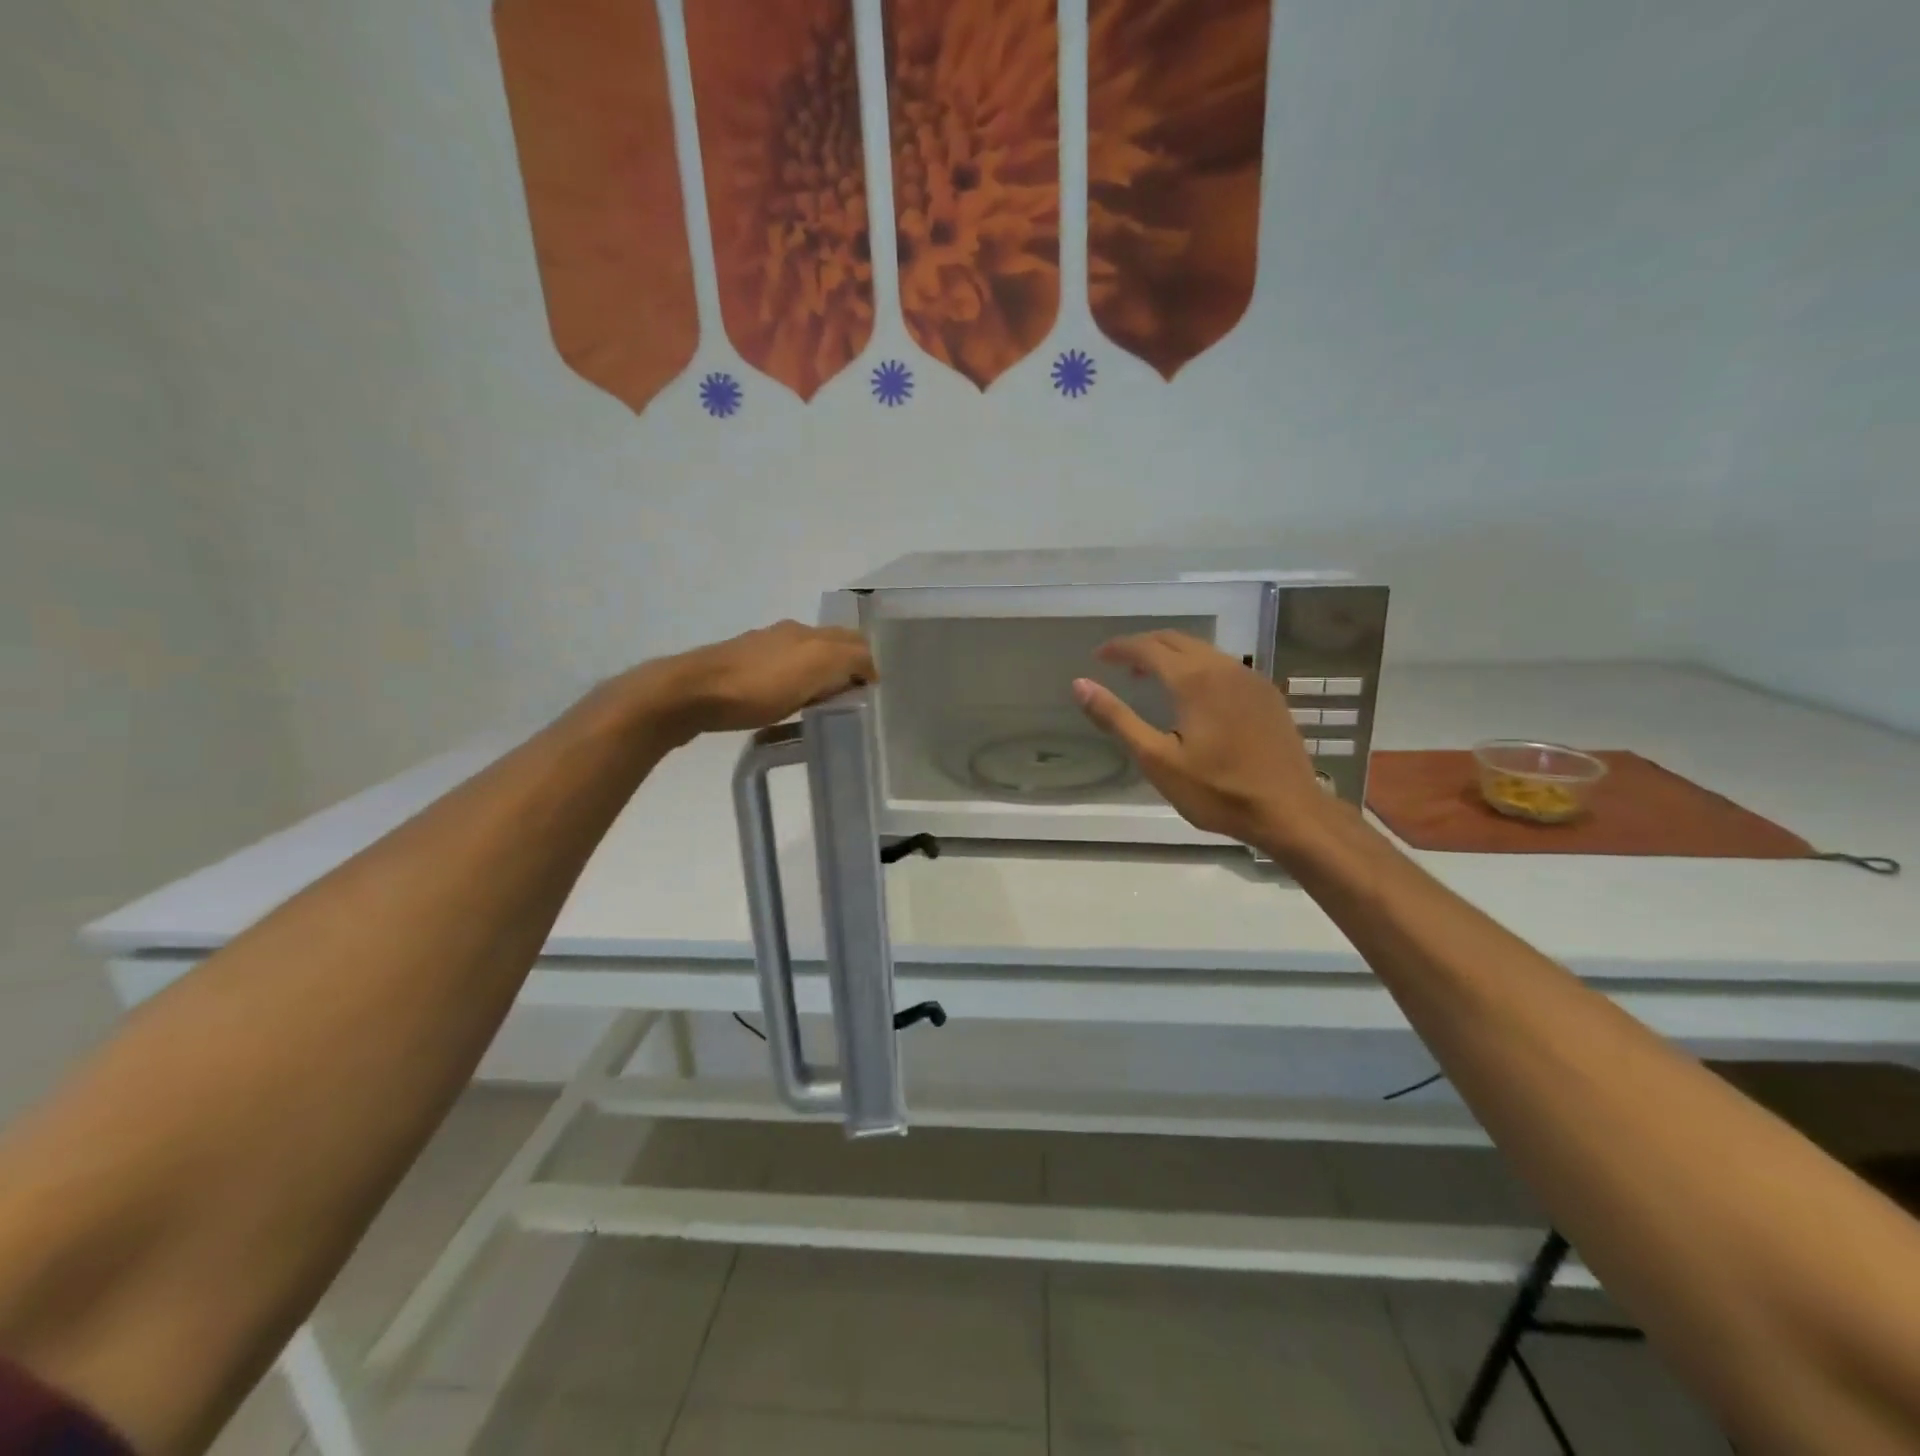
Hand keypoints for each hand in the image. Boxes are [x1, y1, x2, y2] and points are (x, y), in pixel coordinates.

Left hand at [642, 620, 875, 742]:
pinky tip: (787, 702)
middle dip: (846, 663)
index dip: (868, 662)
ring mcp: (758, 650)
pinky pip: (778, 672)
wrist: (689, 694)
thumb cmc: (757, 686)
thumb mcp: (815, 667)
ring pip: (802, 657)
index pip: (852, 640)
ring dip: (819, 673)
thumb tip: (869, 668)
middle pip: (827, 644)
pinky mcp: (737, 671)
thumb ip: (849, 660)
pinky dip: (794, 682)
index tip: (873, 692)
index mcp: (807, 633)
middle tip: (855, 695)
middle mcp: (785, 634)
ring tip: (825, 701)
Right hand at [1072, 631, 1333, 854]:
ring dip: (1171, 655)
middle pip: (1176, 640)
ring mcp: (1250, 678)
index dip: (1119, 648)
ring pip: (1203, 650)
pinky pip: (1224, 665)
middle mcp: (1223, 667)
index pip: (1147, 647)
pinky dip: (1197, 667)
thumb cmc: (1217, 791)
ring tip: (1149, 678)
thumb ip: (1117, 718)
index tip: (1098, 656)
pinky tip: (1193, 695)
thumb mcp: (1157, 760)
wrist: (1289, 810)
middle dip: (1144, 646)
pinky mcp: (1267, 694)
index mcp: (1193, 680)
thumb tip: (1080, 685)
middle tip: (1119, 665)